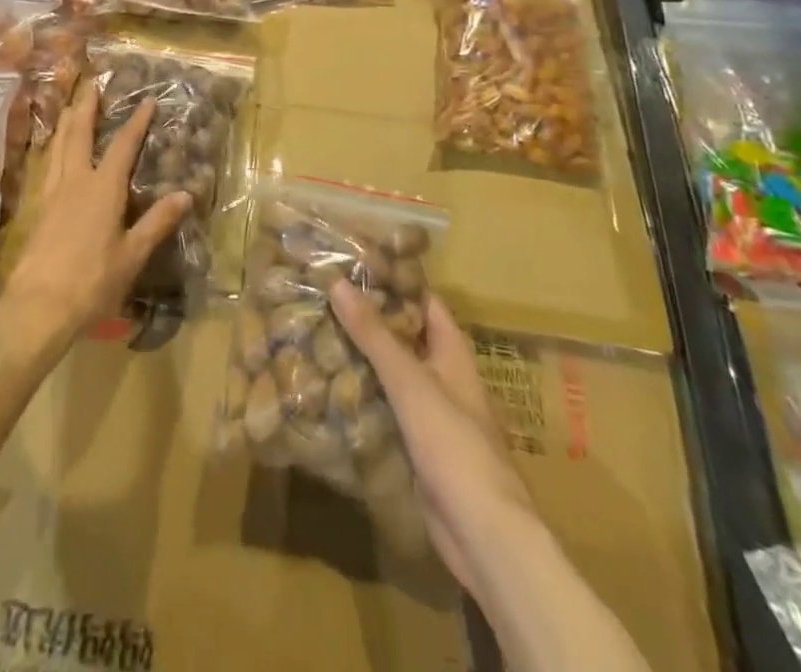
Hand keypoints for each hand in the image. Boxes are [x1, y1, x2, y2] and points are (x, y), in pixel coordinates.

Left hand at [4, 81, 192, 343]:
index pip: (122, 145)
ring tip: (71, 106)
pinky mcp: (38, 208)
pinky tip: (54, 152)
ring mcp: (52, 193)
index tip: (147, 101)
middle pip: (79, 133)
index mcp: (102, 188)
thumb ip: (157, 222)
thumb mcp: (132, 255)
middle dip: (88, 107)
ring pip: (58, 146)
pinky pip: (48, 164)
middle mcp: (75, 181)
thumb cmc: (92, 281)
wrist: (37, 307)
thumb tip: (186, 193)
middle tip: (92, 85)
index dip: (136, 122)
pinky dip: (54, 147)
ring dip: (67, 122)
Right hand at [329, 282, 530, 590]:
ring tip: (317, 336)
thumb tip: (338, 282)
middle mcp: (445, 378)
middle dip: (369, 320)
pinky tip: (331, 389)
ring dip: (362, 359)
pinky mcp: (418, 447)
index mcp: (453, 354)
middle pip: (405, 337)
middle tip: (324, 299)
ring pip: (393, 375)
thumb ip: (374, 335)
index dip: (395, 281)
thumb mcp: (410, 383)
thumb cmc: (454, 445)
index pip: (424, 302)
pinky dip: (363, 397)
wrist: (483, 534)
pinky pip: (387, 410)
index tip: (355, 265)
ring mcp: (432, 415)